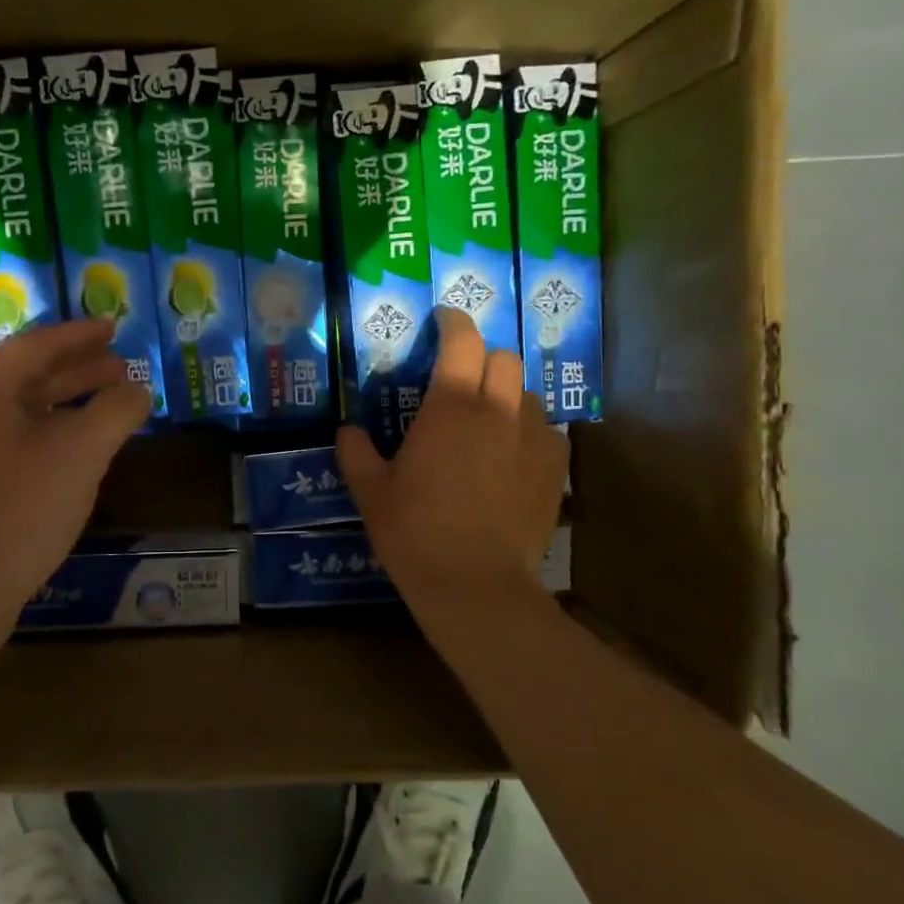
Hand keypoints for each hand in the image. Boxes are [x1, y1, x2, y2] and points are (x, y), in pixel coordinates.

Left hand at [0, 319, 151, 639]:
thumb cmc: (19, 510)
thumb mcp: (80, 454)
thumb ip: (115, 411)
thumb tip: (138, 389)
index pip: (37, 345)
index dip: (80, 333)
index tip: (114, 326)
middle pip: (29, 375)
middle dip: (78, 368)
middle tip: (120, 366)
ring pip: (25, 412)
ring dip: (68, 403)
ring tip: (109, 406)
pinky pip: (18, 442)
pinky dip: (54, 435)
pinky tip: (79, 455)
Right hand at [338, 307, 566, 639]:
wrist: (475, 584)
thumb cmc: (414, 532)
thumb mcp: (370, 492)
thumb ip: (356, 453)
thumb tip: (348, 430)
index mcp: (451, 407)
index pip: (463, 340)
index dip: (453, 321)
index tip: (442, 319)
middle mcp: (498, 410)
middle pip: (503, 358)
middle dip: (482, 358)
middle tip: (461, 379)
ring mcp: (535, 438)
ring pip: (528, 394)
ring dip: (507, 395)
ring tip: (488, 422)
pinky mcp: (556, 468)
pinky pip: (547, 431)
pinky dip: (528, 430)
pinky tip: (512, 456)